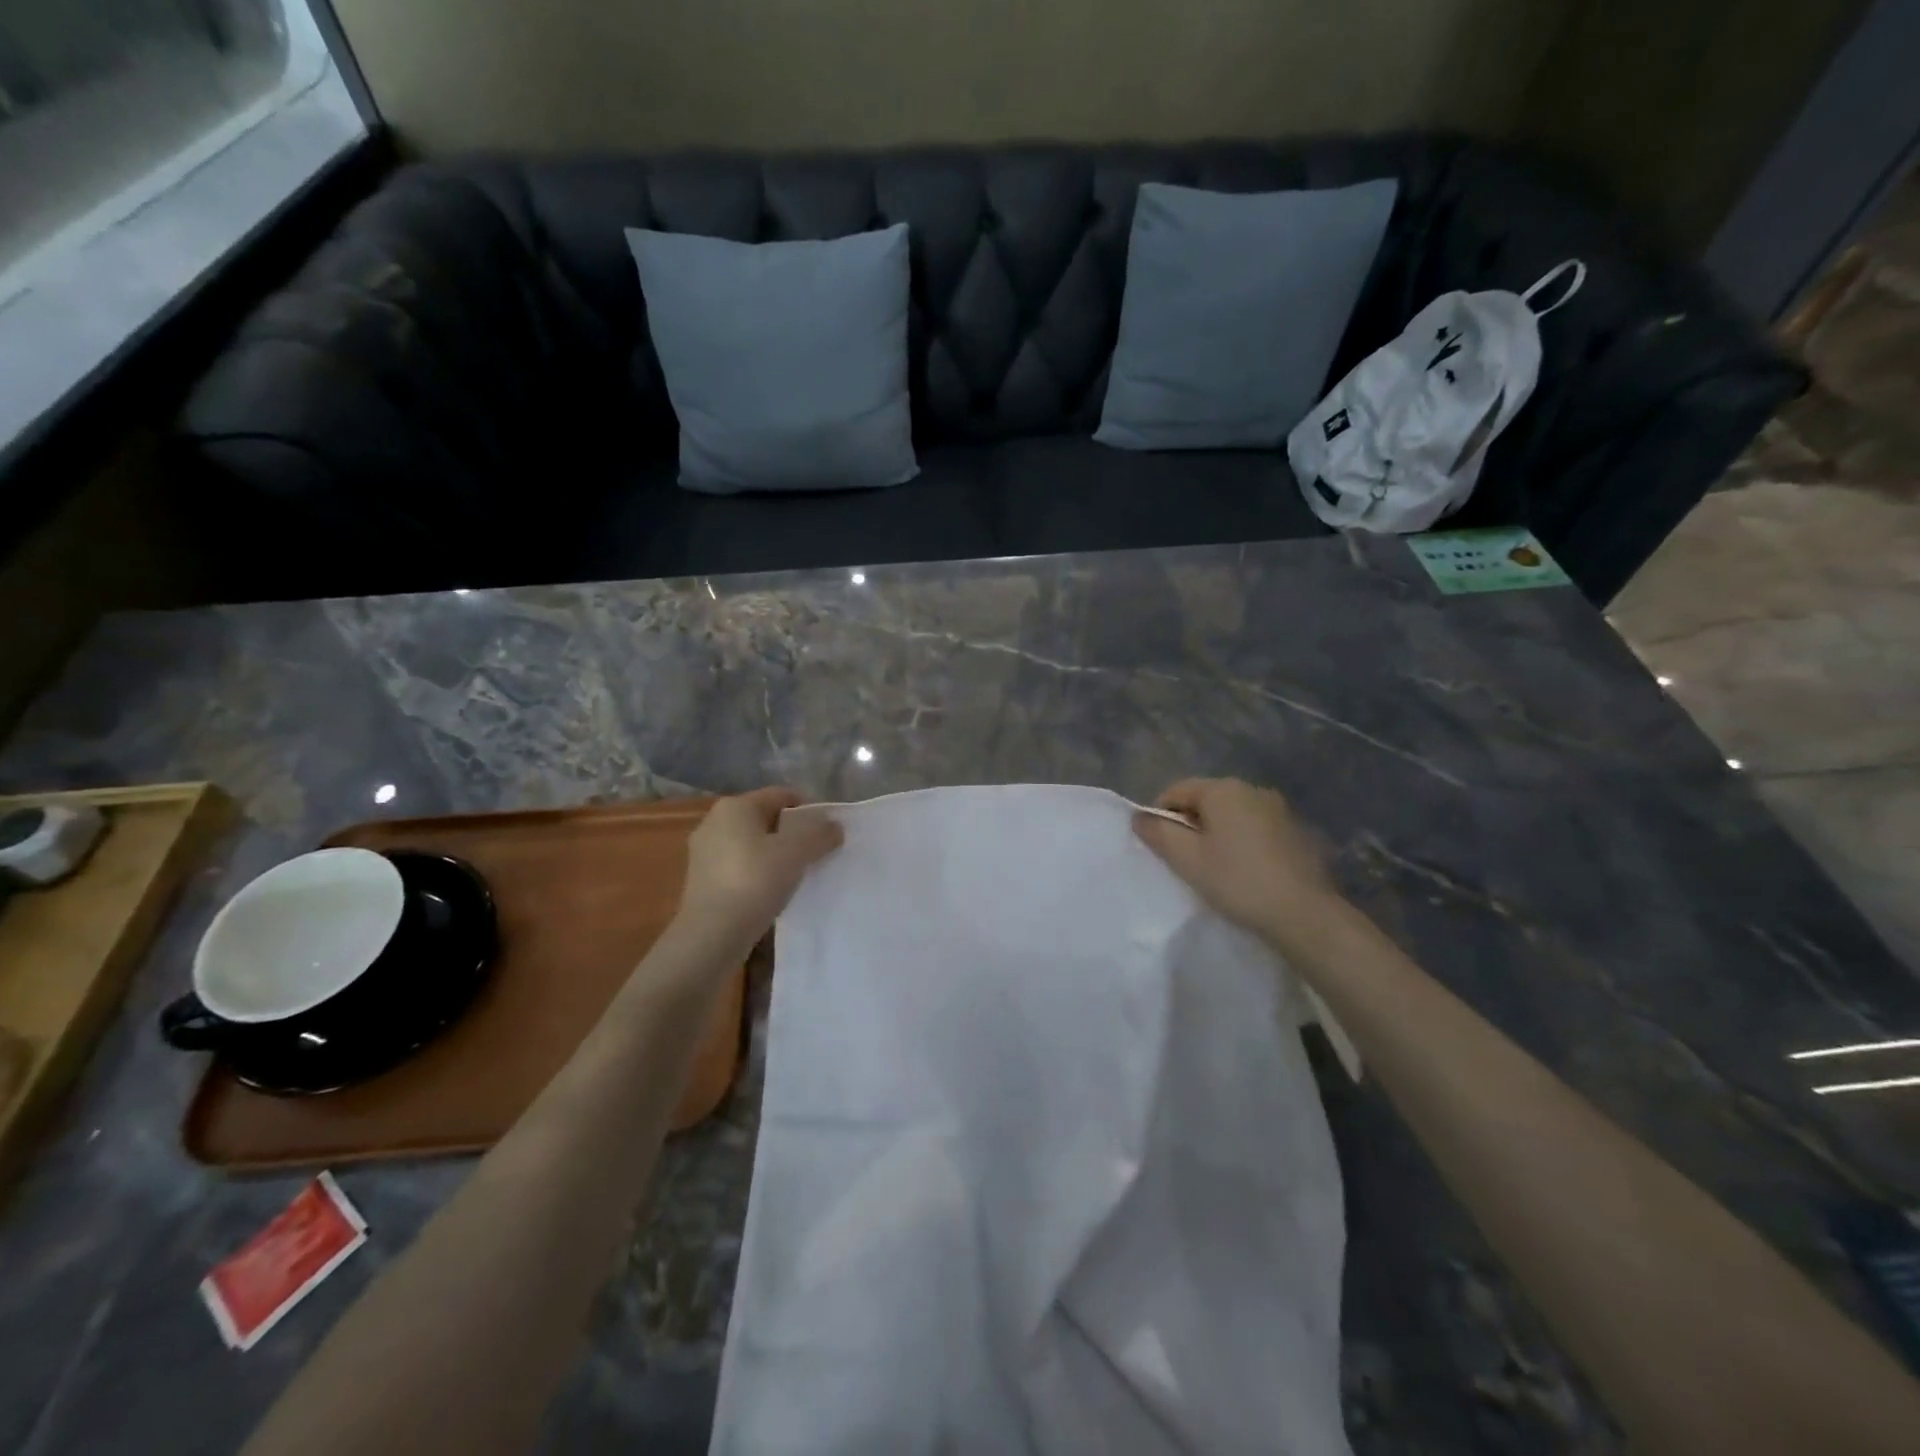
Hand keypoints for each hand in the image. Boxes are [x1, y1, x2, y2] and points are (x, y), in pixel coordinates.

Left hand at [675, 788, 842, 950]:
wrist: (712, 934)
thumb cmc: (755, 881)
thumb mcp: (797, 852)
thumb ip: (820, 833)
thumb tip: (834, 826)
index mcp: (736, 806)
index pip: (782, 795)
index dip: (810, 811)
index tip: (827, 834)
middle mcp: (714, 820)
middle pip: (766, 818)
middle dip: (792, 833)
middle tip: (815, 855)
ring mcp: (704, 851)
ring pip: (752, 843)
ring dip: (775, 854)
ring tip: (795, 876)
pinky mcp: (701, 879)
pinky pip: (739, 865)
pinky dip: (757, 873)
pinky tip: (771, 892)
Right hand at [1133, 778, 1342, 944]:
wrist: (1305, 914)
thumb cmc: (1237, 881)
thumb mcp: (1187, 860)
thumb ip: (1159, 833)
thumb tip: (1139, 817)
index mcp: (1223, 789)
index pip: (1176, 791)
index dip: (1161, 816)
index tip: (1161, 847)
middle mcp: (1252, 789)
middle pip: (1206, 799)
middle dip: (1191, 824)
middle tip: (1186, 860)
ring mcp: (1279, 808)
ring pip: (1232, 814)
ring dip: (1218, 833)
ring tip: (1216, 867)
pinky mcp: (1297, 830)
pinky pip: (1256, 827)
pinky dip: (1243, 841)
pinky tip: (1246, 870)